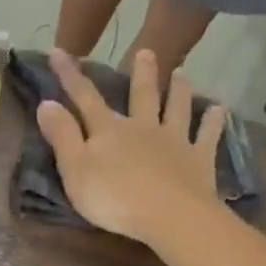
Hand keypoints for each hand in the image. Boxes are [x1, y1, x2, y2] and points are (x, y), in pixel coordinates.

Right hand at [36, 48, 226, 248]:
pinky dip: (213, 121)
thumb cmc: (114, 197)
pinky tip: (220, 109)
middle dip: (141, 73)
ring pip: (176, 108)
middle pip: (142, 95)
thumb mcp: (74, 169)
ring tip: (182, 73)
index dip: (69, 75)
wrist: (170, 215)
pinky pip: (207, 135)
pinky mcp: (199, 159)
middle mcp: (142, 127)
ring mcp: (174, 141)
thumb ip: (61, 136)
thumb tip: (46, 102)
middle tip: (146, 51)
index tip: (58, 51)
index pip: (84, 97)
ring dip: (179, 90)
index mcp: (108, 130)